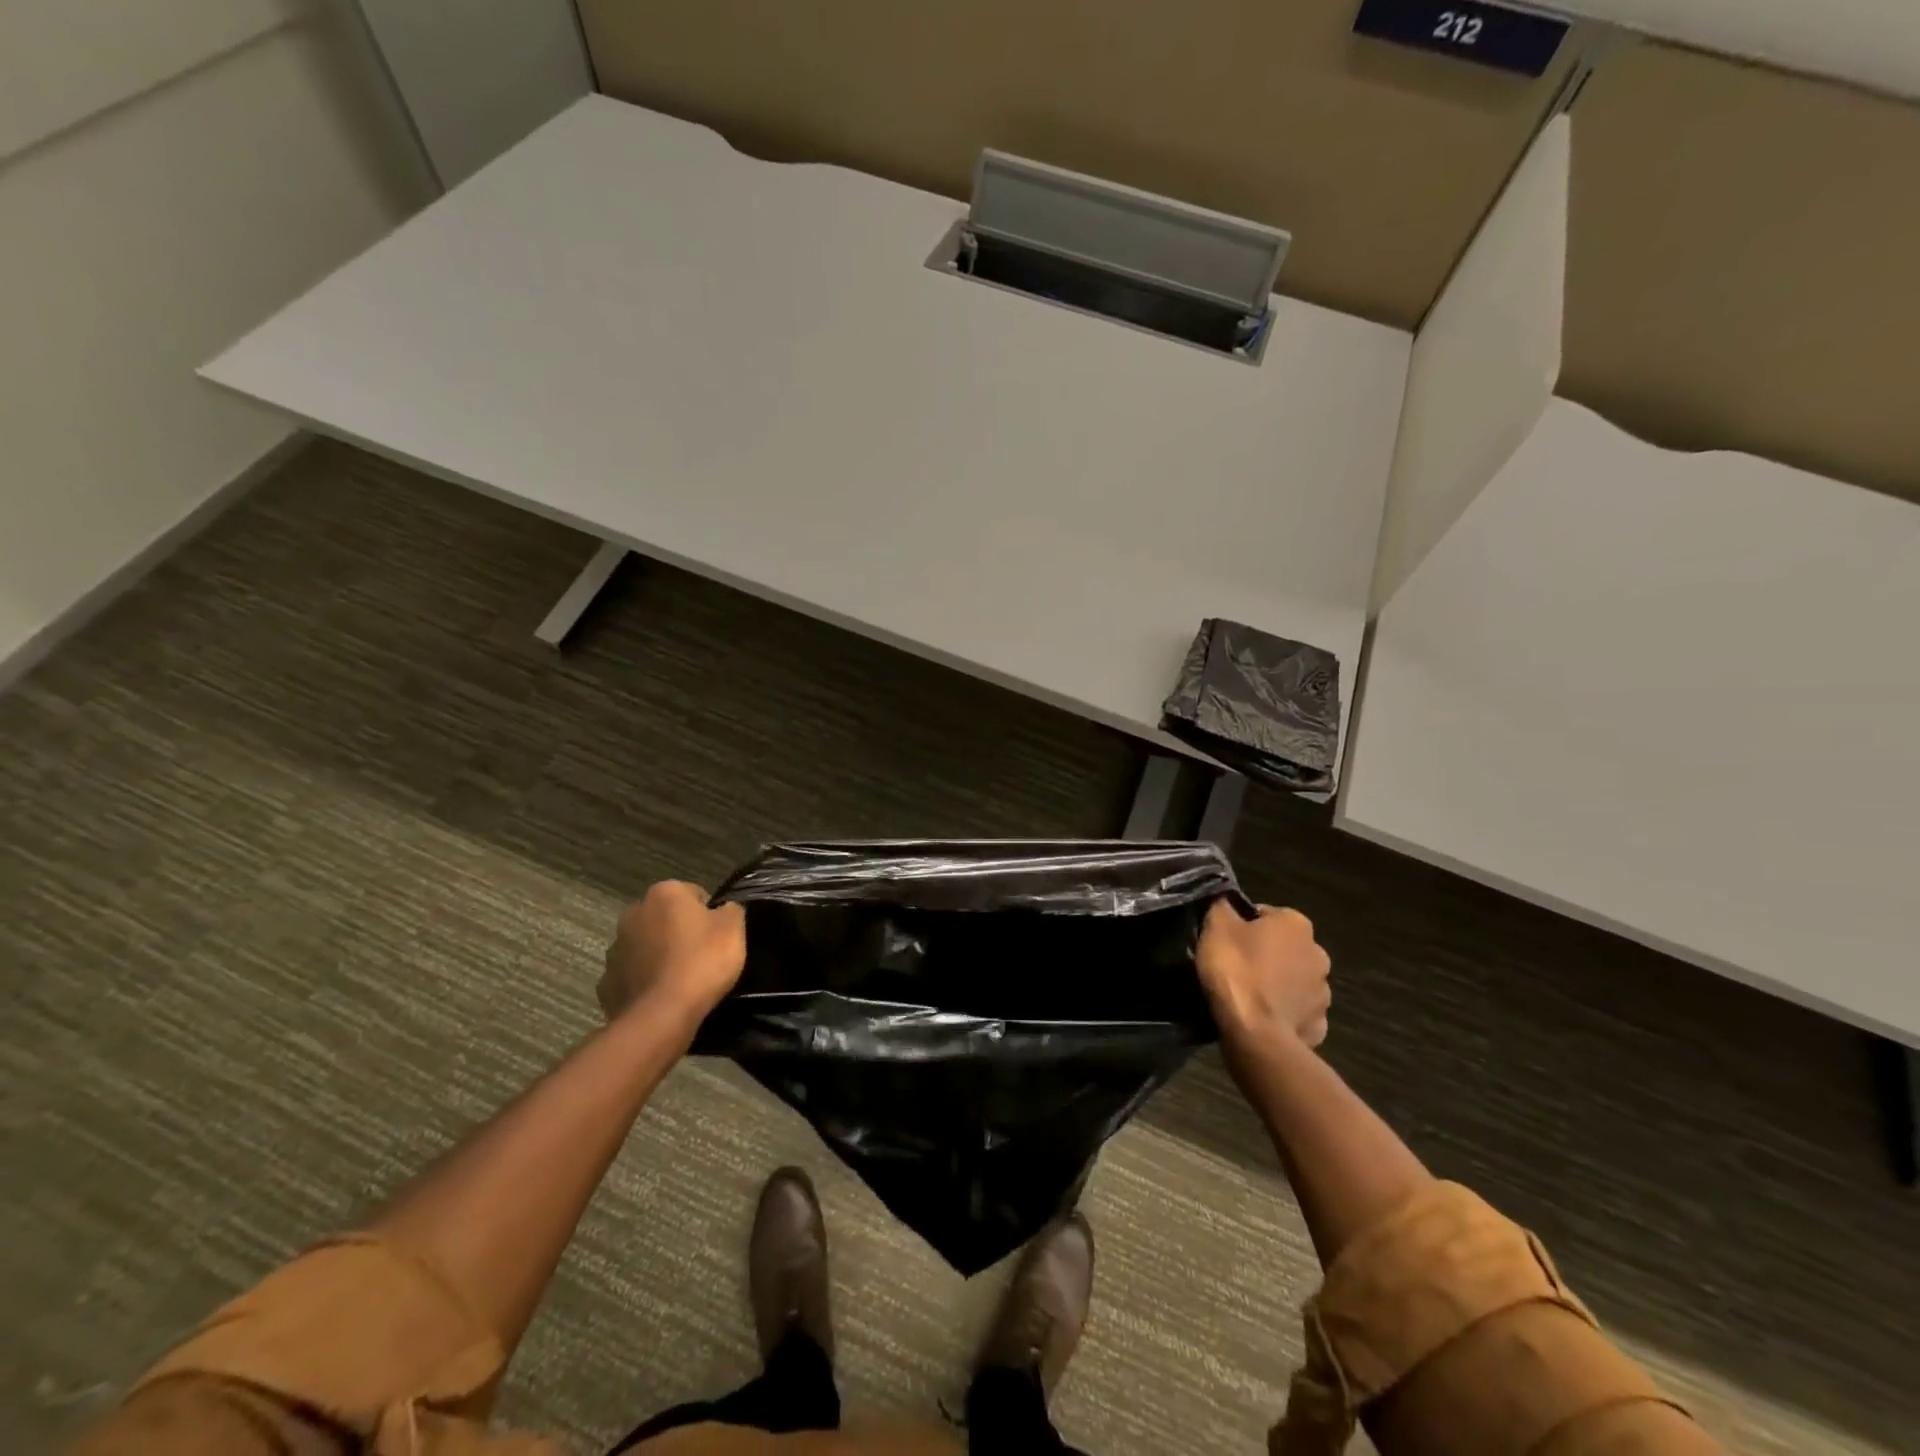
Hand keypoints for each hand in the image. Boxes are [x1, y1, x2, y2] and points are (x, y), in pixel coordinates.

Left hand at [598, 881, 746, 1025]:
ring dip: (659, 955)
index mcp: (664, 893)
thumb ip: (730, 910)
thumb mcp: (733, 928)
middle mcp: (633, 913)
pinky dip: (645, 981)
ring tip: (681, 979)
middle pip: (664, 918)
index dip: (709, 914)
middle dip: (679, 931)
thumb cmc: (702, 961)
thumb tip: (723, 909)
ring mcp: (615, 949)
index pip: (693, 893)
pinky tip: (662, 996)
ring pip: (645, 946)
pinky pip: (632, 976)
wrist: (662, 1015)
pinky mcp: (607, 982)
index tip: (719, 935)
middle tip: (702, 955)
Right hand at [1196, 900, 1330, 1049]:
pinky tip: (1262, 1018)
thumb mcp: (1216, 926)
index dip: (1241, 926)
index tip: (1225, 941)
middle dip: (1264, 954)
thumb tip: (1227, 902)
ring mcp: (1323, 993)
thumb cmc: (1236, 970)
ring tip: (1248, 996)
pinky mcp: (1318, 1026)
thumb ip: (1223, 907)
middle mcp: (1318, 953)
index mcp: (1296, 924)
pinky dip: (1282, 1013)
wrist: (1255, 1033)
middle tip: (1236, 967)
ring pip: (1293, 981)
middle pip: (1284, 947)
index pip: (1264, 914)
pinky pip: (1296, 1012)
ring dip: (1277, 984)